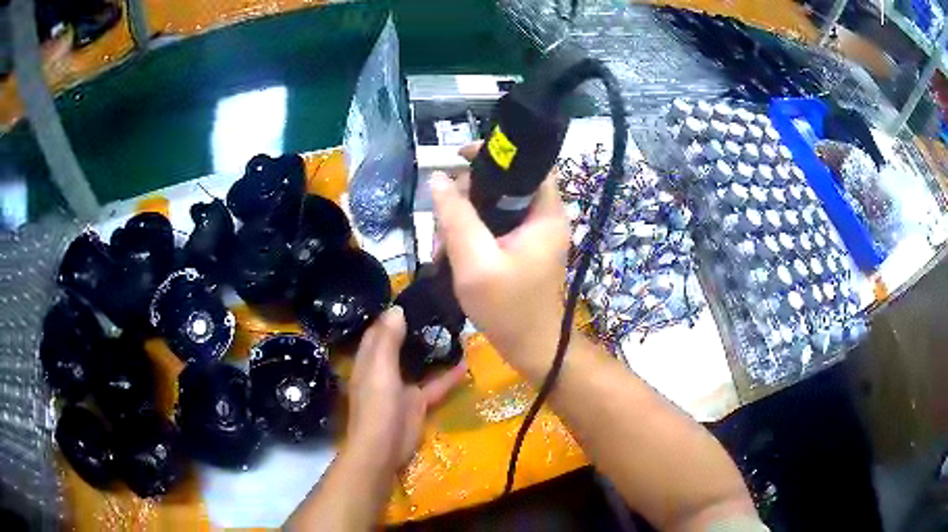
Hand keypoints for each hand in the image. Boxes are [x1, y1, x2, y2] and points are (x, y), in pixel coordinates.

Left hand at [346, 306, 467, 473]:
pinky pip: (434, 385)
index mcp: (370, 359)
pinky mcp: (417, 402)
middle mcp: (383, 369)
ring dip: (432, 349)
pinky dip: (447, 376)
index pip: (378, 330)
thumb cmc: (377, 406)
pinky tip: (465, 363)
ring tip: (453, 329)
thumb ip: (388, 340)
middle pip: (399, 344)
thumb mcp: (381, 369)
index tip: (413, 295)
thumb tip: (396, 309)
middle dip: (415, 328)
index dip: (391, 313)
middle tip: (439, 308)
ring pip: (417, 363)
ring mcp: (401, 387)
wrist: (384, 448)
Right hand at [430, 143, 570, 382]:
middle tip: (442, 226)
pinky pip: (493, 226)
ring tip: (441, 249)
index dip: (494, 154)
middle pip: (503, 184)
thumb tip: (438, 178)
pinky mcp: (522, 248)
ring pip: (493, 206)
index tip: (458, 159)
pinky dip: (470, 235)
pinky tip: (451, 255)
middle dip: (466, 198)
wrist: (530, 347)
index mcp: (545, 213)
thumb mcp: (475, 261)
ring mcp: (533, 233)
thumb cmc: (508, 308)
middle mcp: (543, 216)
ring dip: (463, 220)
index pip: (527, 163)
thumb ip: (456, 217)